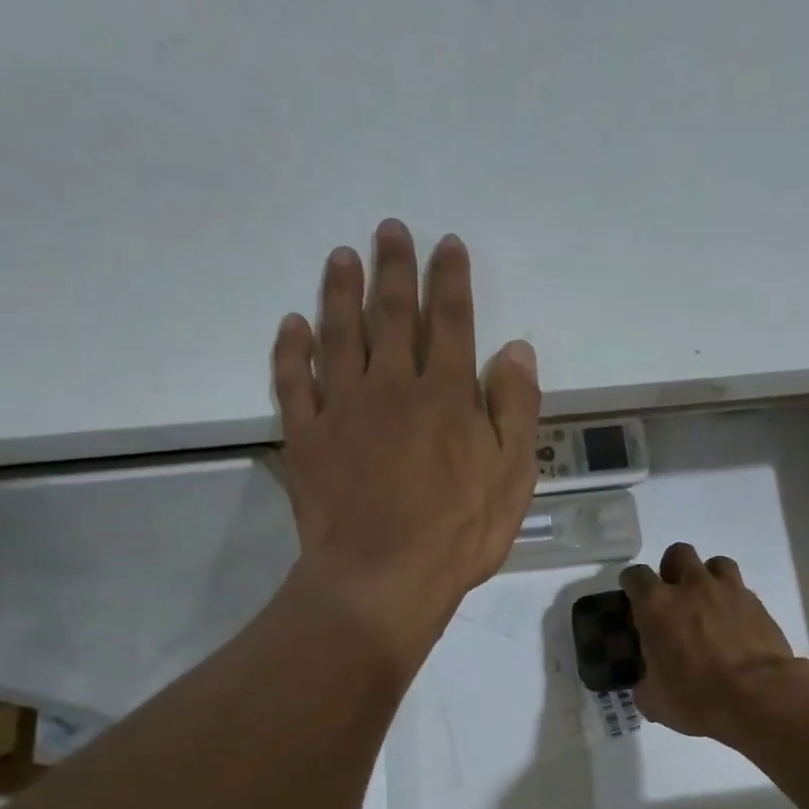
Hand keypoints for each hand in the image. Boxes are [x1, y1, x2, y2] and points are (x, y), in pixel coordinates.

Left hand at [272, 219, 540, 664]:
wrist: (382, 579)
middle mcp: (392, 387)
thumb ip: (515, 410)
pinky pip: (294, 381)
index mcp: (447, 396)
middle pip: (392, 314)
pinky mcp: (307, 437)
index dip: (450, 280)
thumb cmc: (458, 534)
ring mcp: (343, 409)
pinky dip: (291, 350)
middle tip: (389, 229)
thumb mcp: (512, 477)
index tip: (446, 244)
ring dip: (341, 292)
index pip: (451, 321)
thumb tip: (517, 350)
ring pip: (339, 335)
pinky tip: (291, 325)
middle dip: (394, 268)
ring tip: (342, 257)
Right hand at [620, 543, 801, 742]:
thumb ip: (645, 683)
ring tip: (708, 604)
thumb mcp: (654, 701)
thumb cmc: (697, 697)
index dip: (632, 584)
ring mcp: (728, 591)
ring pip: (715, 563)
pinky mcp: (757, 604)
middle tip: (674, 597)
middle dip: (672, 570)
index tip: (633, 599)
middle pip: (678, 554)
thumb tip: (647, 682)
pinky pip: (741, 590)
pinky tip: (734, 625)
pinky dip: (734, 601)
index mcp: (656, 606)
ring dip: (707, 577)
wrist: (759, 697)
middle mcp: (691, 587)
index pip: (635, 576)